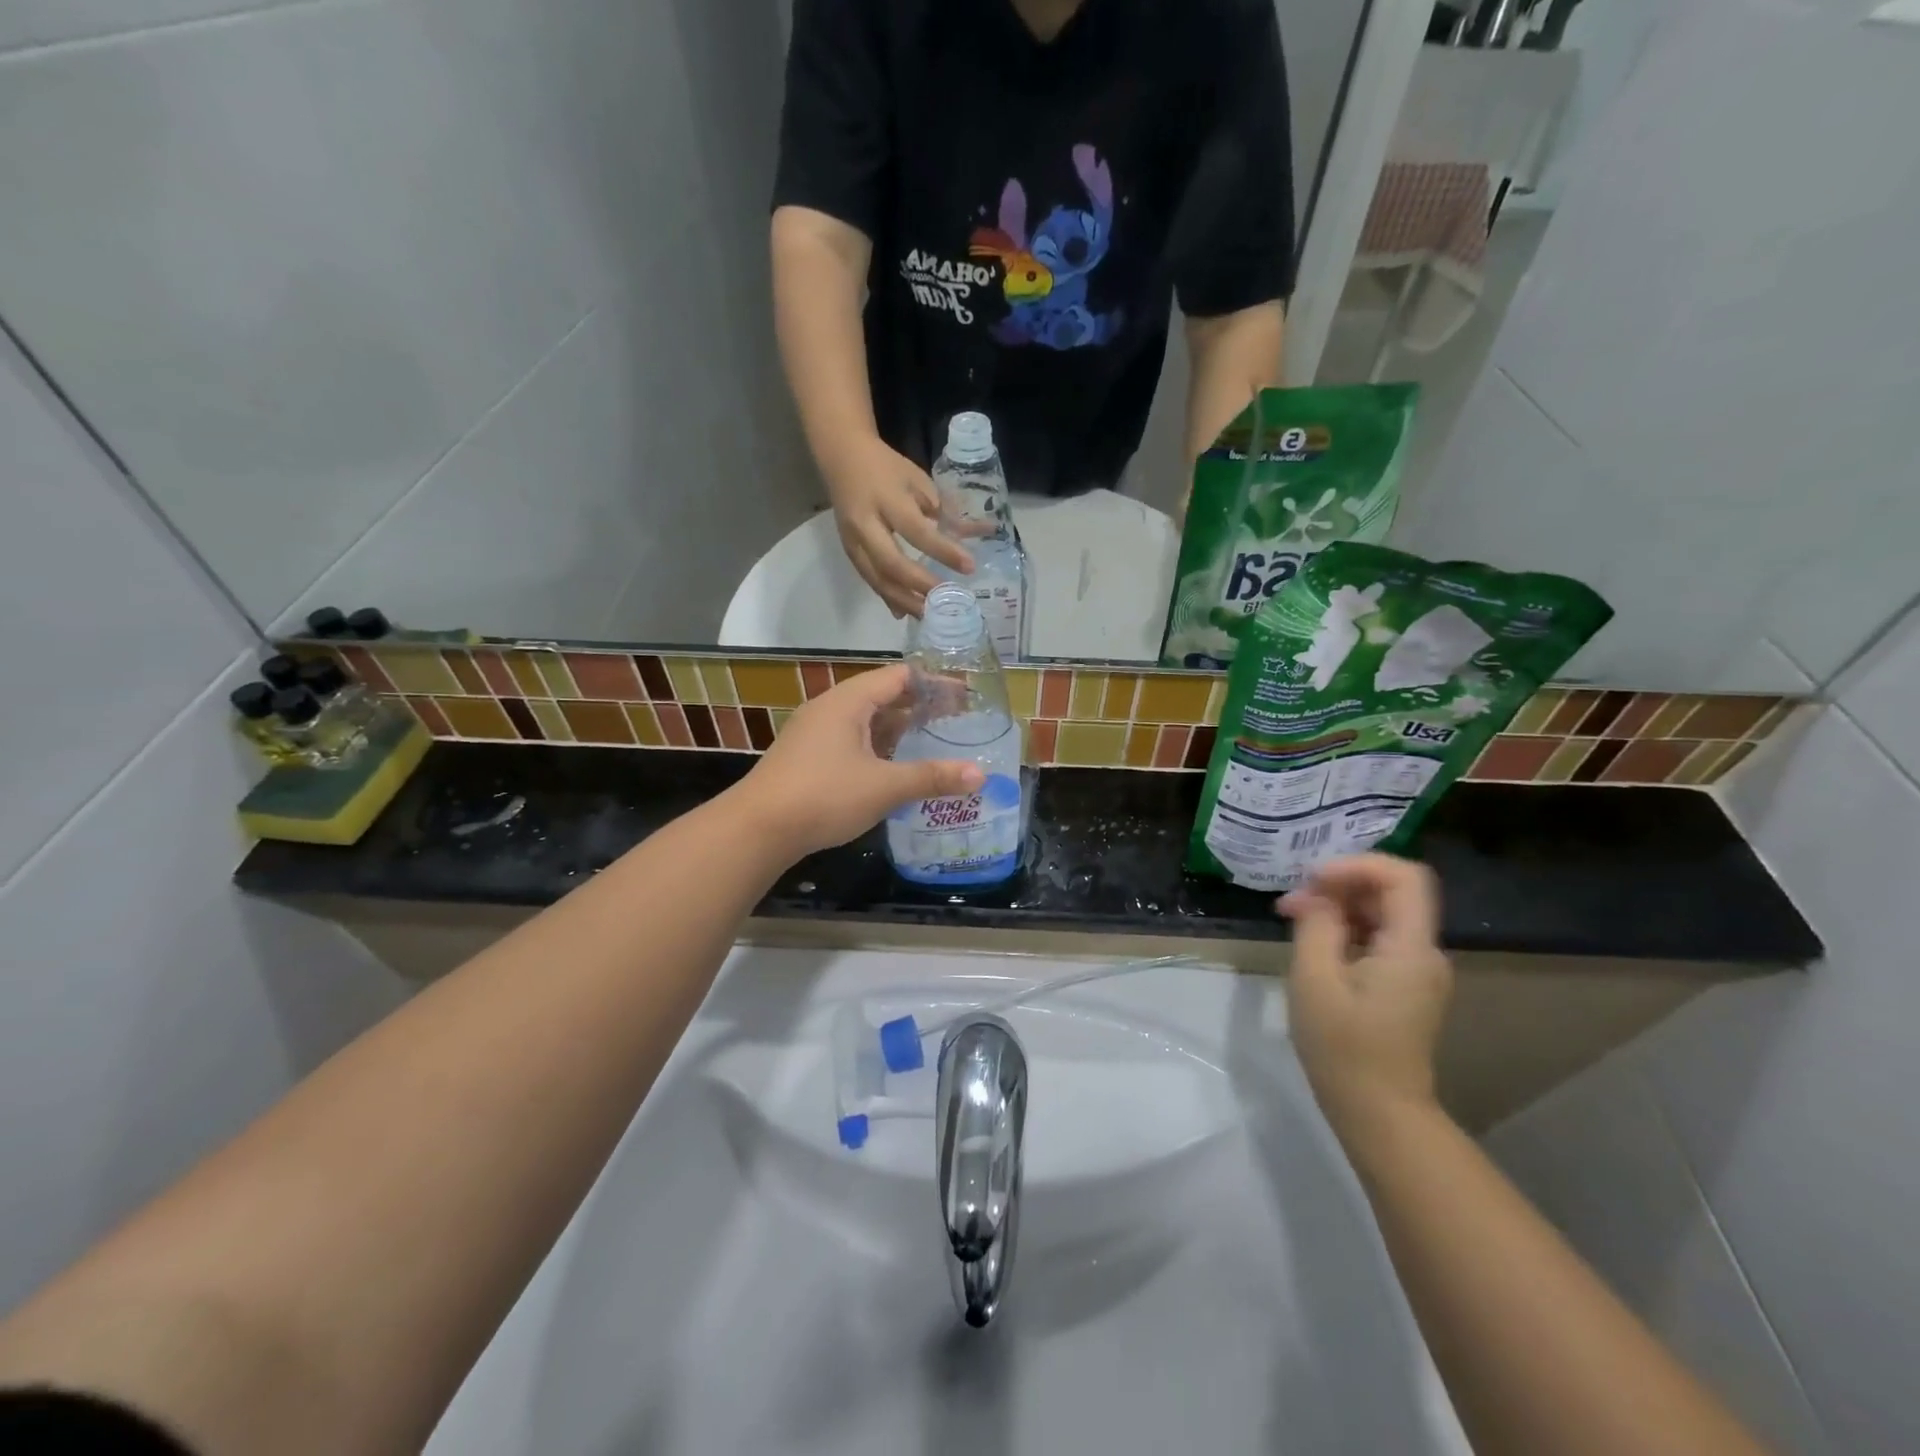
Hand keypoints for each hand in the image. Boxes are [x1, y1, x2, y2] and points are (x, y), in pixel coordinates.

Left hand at [735, 663, 984, 859]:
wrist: (757, 829)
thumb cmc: (824, 796)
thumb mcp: (885, 786)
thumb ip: (932, 777)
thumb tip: (980, 775)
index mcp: (849, 702)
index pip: (899, 676)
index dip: (935, 684)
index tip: (965, 697)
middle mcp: (830, 709)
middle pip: (883, 696)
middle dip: (920, 707)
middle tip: (956, 721)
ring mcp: (814, 733)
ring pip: (866, 722)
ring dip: (899, 729)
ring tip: (932, 742)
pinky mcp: (807, 757)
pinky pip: (852, 741)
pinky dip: (879, 747)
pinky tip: (894, 768)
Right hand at [826, 435, 973, 616]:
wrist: (841, 456)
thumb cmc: (886, 467)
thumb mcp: (918, 479)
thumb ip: (944, 510)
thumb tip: (979, 535)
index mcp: (887, 499)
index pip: (917, 531)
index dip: (943, 551)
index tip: (969, 566)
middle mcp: (865, 523)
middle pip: (891, 564)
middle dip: (920, 585)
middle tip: (946, 600)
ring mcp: (852, 540)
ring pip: (877, 579)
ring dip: (904, 600)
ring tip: (929, 615)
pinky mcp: (848, 552)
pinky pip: (869, 580)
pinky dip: (888, 597)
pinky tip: (905, 612)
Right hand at [1278, 854, 1452, 1141]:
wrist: (1378, 1112)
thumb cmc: (1343, 1046)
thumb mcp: (1315, 978)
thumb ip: (1317, 925)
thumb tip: (1317, 895)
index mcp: (1411, 948)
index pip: (1403, 876)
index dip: (1357, 864)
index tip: (1313, 879)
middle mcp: (1425, 952)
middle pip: (1391, 893)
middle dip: (1339, 885)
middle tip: (1291, 901)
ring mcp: (1417, 971)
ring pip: (1382, 915)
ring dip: (1338, 907)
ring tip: (1293, 918)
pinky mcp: (1405, 986)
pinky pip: (1379, 939)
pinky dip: (1345, 930)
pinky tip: (1312, 942)